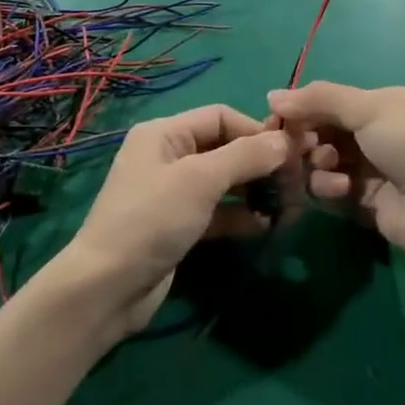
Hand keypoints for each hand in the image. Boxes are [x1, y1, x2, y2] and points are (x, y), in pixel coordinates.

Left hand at [57, 106, 293, 333]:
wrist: (108, 288)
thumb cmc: (152, 220)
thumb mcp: (200, 180)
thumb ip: (245, 157)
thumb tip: (285, 141)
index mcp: (164, 133)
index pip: (220, 116)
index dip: (256, 131)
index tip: (291, 152)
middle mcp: (168, 156)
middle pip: (224, 148)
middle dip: (260, 163)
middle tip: (296, 183)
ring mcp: (172, 193)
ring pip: (223, 182)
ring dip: (254, 191)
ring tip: (288, 206)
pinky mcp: (178, 226)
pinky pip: (217, 212)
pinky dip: (240, 216)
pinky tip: (264, 226)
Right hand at [267, 83, 404, 274]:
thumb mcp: (370, 110)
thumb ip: (320, 100)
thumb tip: (272, 95)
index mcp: (385, 104)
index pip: (330, 101)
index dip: (301, 108)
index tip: (273, 118)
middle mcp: (377, 134)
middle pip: (323, 131)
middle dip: (305, 138)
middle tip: (293, 147)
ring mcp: (371, 170)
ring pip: (323, 161)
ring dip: (316, 163)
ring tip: (326, 168)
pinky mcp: (364, 203)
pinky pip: (331, 189)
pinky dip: (328, 187)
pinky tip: (339, 190)